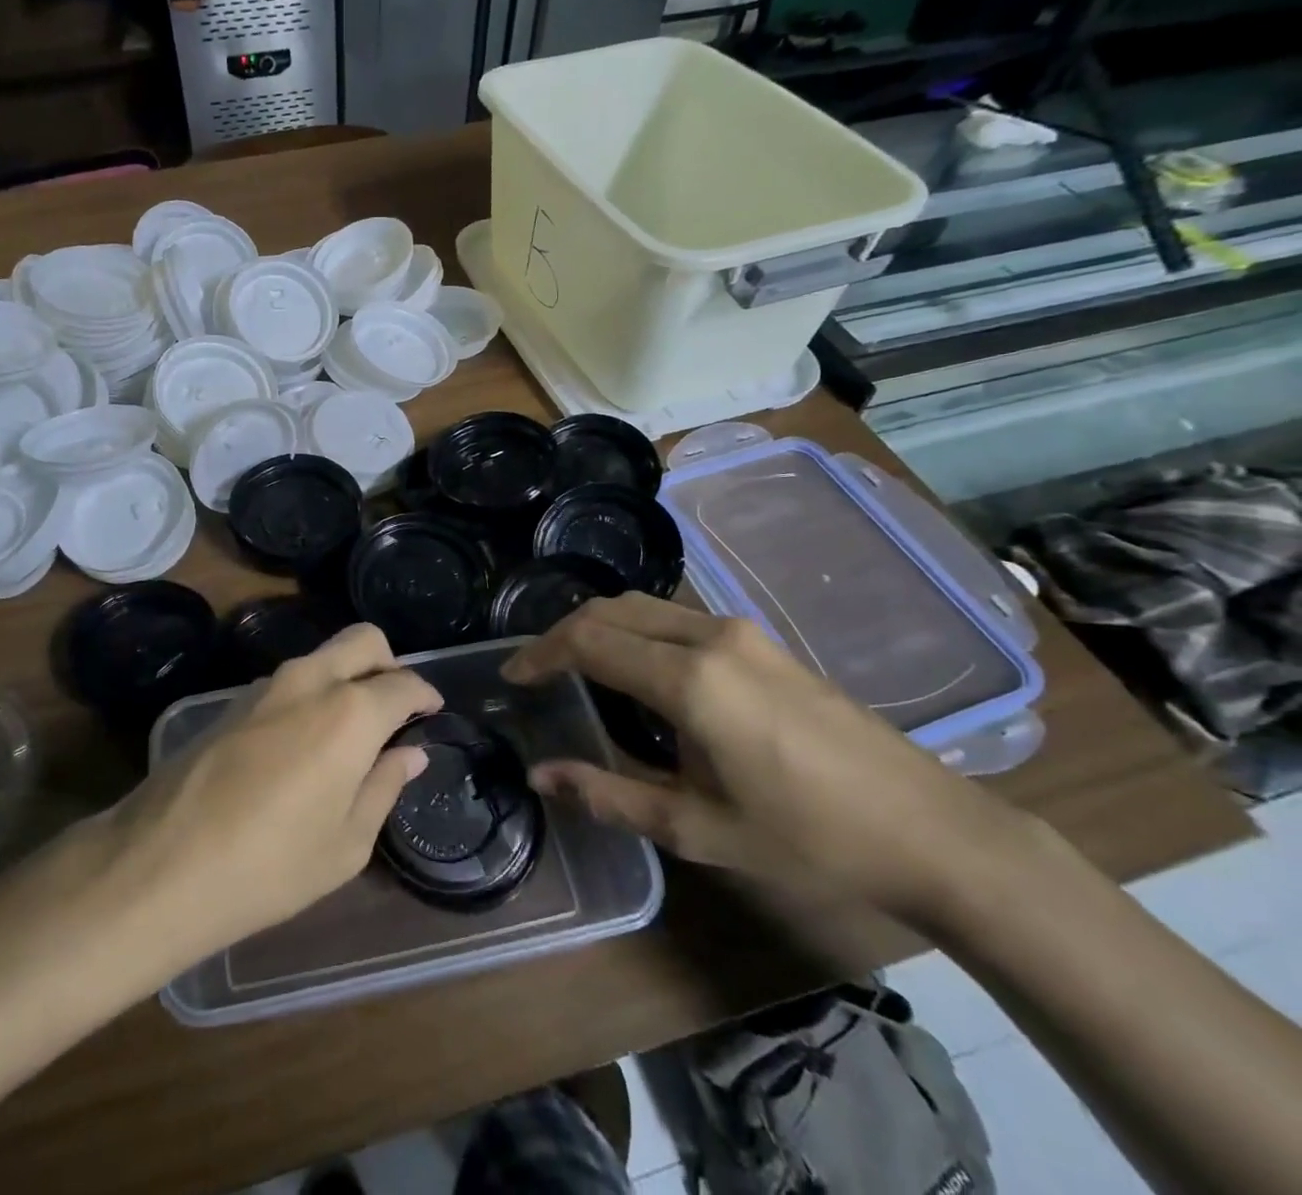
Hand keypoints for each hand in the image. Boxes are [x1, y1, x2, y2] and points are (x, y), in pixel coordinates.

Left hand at [99, 624, 438, 959]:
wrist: (161, 865)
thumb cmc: (271, 865)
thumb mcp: (346, 842)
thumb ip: (384, 786)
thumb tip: (410, 753)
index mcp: (350, 712)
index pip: (403, 682)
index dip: (425, 694)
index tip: (432, 711)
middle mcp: (310, 681)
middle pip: (363, 641)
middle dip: (388, 662)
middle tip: (395, 706)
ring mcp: (265, 686)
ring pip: (322, 657)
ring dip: (346, 678)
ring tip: (349, 732)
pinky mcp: (231, 701)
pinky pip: (288, 681)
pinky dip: (311, 694)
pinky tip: (302, 744)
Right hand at [504, 595, 1030, 923]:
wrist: (932, 830)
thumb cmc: (808, 837)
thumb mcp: (696, 828)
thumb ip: (608, 795)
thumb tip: (540, 776)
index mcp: (689, 679)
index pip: (588, 640)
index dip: (541, 653)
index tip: (513, 675)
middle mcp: (709, 636)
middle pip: (611, 610)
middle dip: (563, 632)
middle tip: (537, 670)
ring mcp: (740, 632)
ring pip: (644, 607)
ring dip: (601, 627)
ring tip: (576, 668)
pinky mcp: (761, 641)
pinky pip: (675, 618)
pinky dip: (636, 631)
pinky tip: (637, 671)